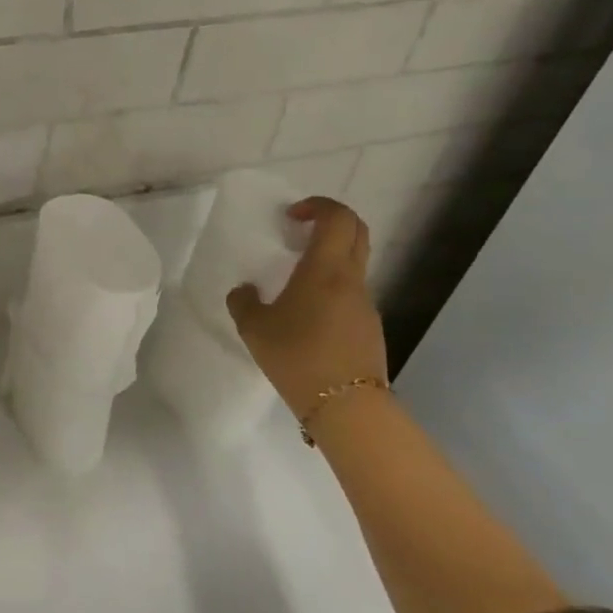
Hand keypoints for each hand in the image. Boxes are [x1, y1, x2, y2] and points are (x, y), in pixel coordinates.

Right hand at [227, 197, 387, 419]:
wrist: (346, 406)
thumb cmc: (297, 356)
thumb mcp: (254, 328)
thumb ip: (243, 302)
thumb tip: (245, 291)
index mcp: (325, 270)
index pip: (337, 218)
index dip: (317, 206)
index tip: (291, 216)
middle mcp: (351, 280)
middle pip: (356, 232)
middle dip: (330, 221)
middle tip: (299, 231)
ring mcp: (365, 304)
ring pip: (354, 263)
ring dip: (329, 258)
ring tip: (295, 280)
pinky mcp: (369, 327)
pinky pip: (351, 293)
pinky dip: (332, 287)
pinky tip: (307, 315)